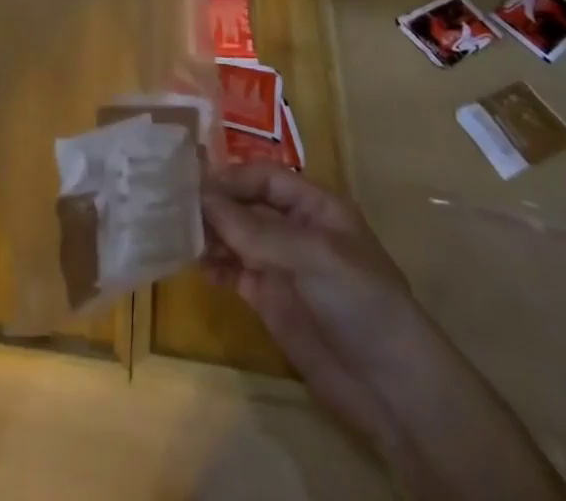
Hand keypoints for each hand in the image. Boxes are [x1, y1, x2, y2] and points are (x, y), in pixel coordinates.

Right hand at [201, 164, 418, 435]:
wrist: (393, 389)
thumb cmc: (361, 302)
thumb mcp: (313, 256)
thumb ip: (256, 229)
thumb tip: (203, 200)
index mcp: (314, 205)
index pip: (264, 177)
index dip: (231, 177)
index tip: (192, 184)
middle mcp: (294, 228)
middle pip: (245, 203)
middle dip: (213, 204)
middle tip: (173, 206)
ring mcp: (281, 264)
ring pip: (235, 236)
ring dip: (209, 233)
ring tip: (178, 235)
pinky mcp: (270, 299)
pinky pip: (234, 270)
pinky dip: (213, 265)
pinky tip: (196, 266)